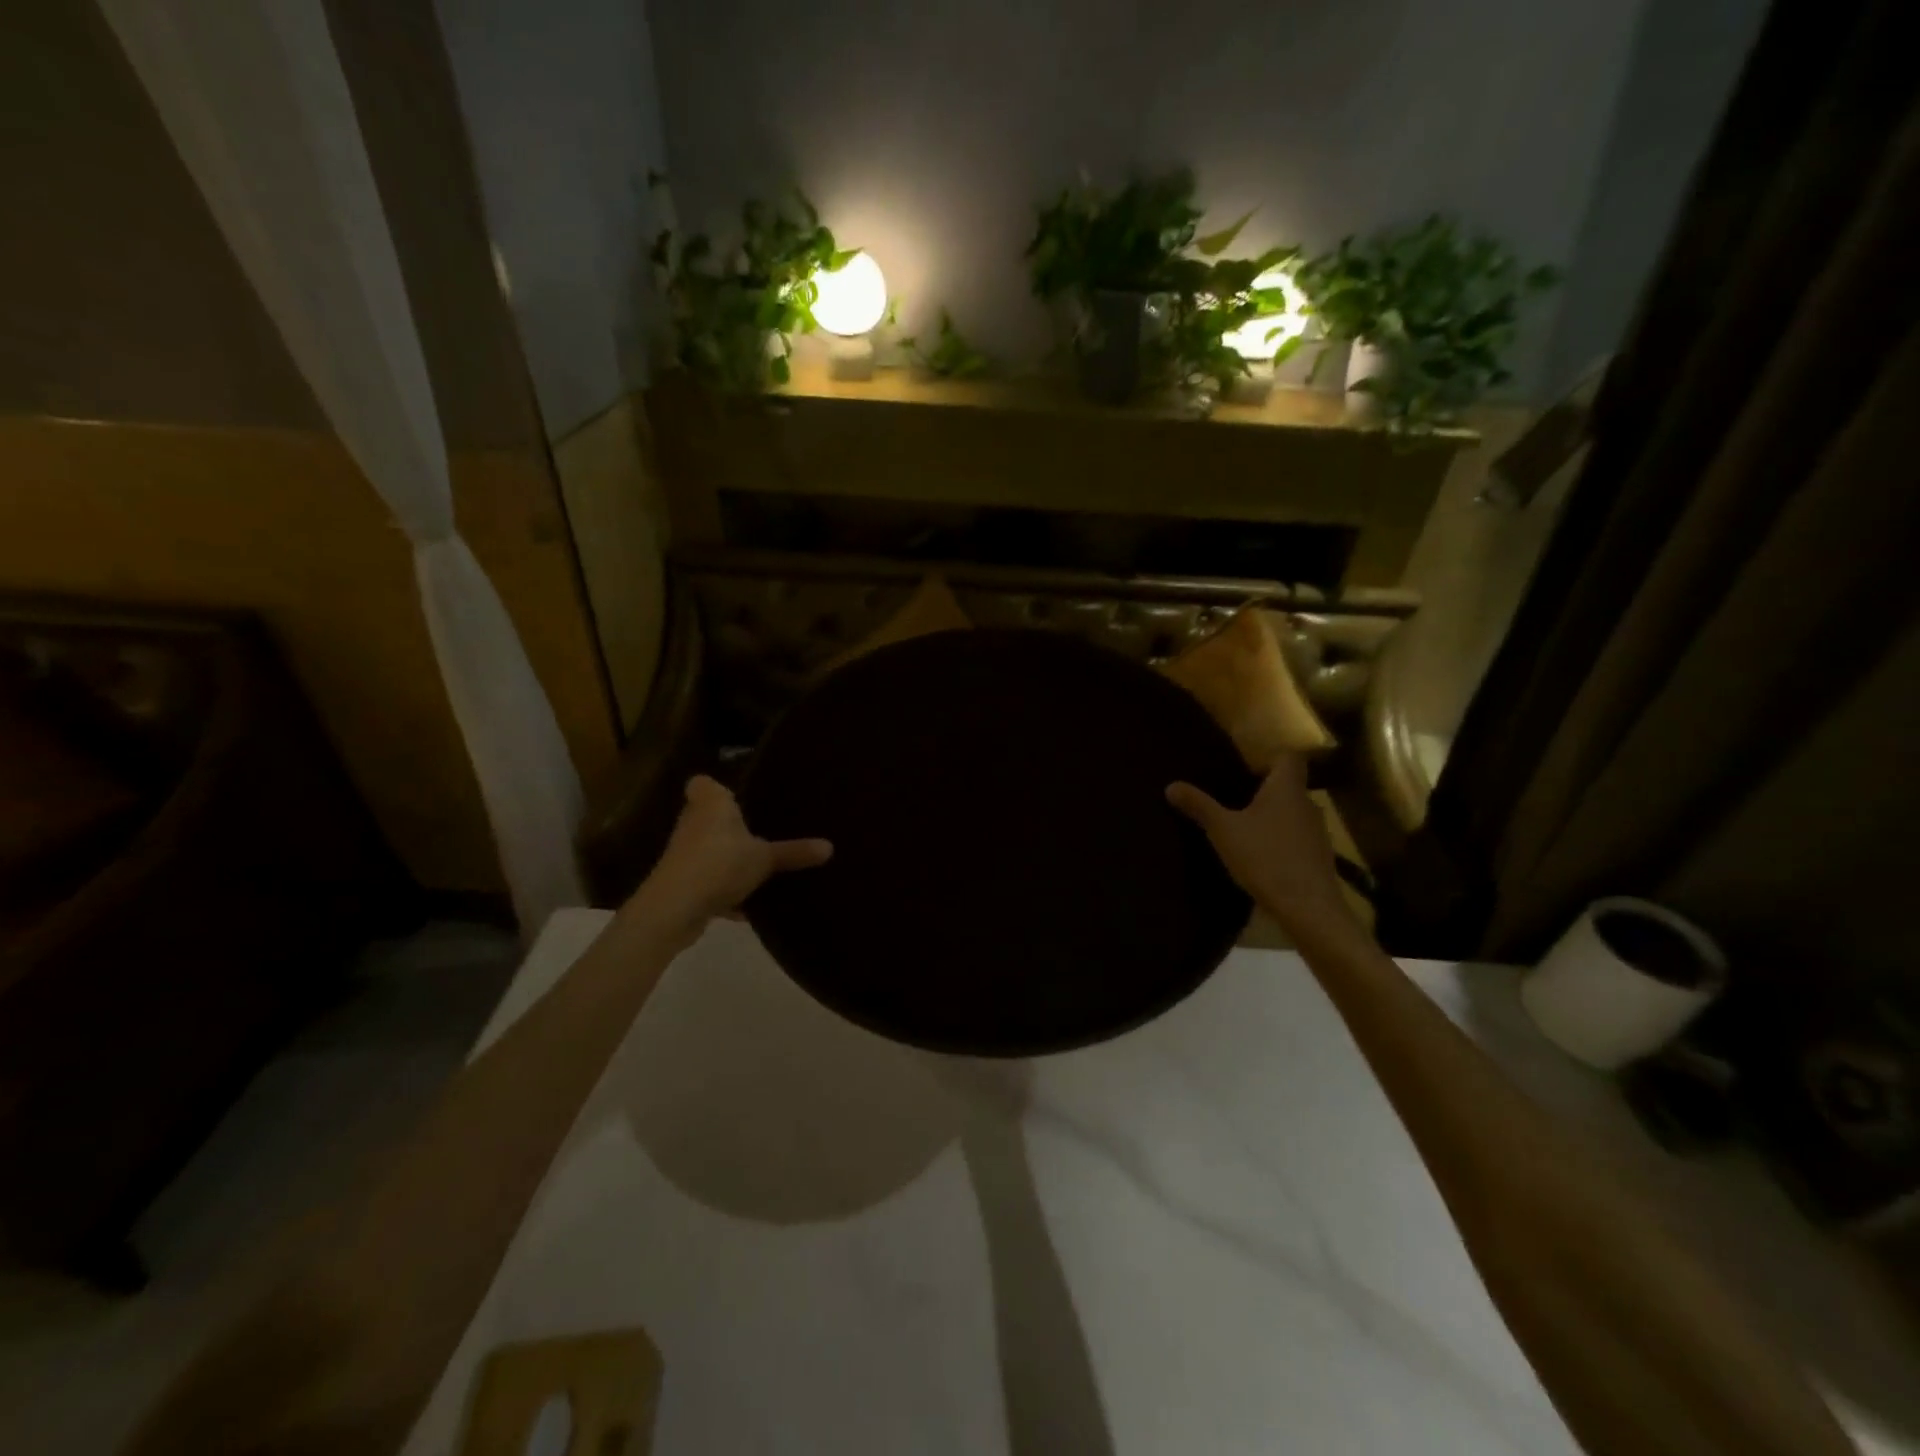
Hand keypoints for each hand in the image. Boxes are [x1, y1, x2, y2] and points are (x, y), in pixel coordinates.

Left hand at [627, 776, 831, 939]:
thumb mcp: (765, 858)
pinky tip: (748, 907)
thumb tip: (830, 847)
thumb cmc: (720, 864)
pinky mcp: (681, 884)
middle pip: (709, 818)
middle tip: (763, 832)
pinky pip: (709, 882)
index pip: (704, 783)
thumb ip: (794, 852)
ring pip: (709, 852)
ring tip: (759, 869)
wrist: (674, 908)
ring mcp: (684, 855)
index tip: (741, 798)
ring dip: (727, 861)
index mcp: (711, 804)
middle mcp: (693, 823)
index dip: (718, 788)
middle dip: (730, 827)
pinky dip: (724, 893)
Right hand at [1167, 756, 1352, 937]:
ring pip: (1293, 814)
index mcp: (1286, 788)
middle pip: (1288, 786)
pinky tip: (1260, 857)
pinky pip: (1297, 839)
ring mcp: (1317, 833)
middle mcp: (1307, 804)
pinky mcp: (1319, 858)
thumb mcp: (1223, 830)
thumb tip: (1171, 785)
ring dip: (1273, 818)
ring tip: (1244, 828)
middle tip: (1233, 797)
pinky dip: (1280, 841)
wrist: (1308, 907)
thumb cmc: (1265, 857)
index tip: (1246, 766)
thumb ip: (1199, 806)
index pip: (1288, 757)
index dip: (1269, 757)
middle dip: (1264, 790)